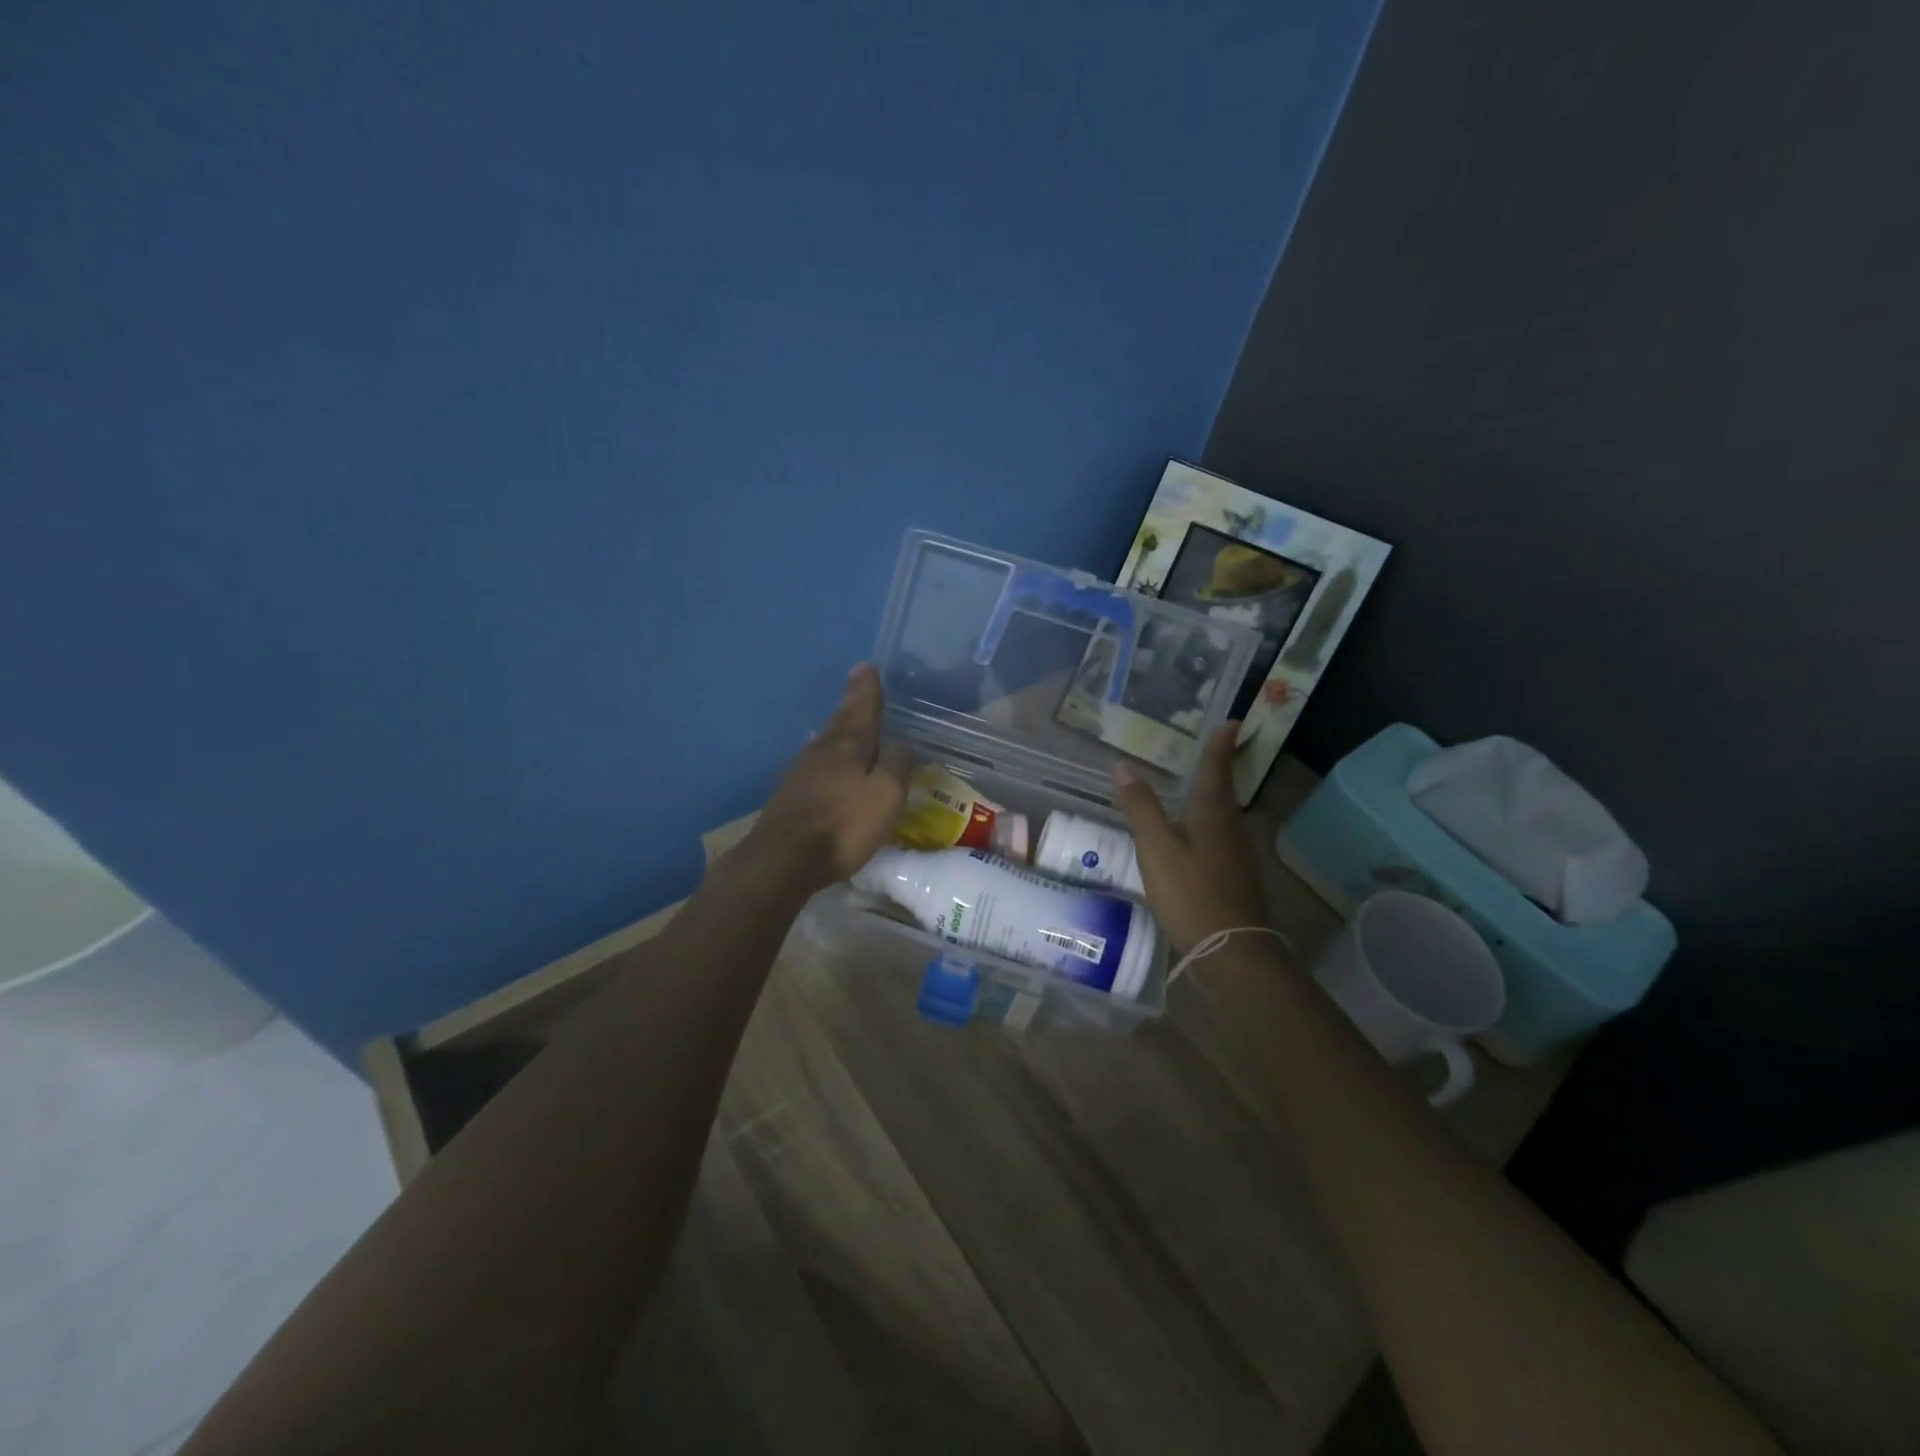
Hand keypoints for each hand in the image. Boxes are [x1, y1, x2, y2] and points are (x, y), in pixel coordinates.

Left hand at [741, 664, 912, 892]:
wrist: (783, 859)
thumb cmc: (843, 826)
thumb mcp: (885, 796)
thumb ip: (897, 766)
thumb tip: (902, 743)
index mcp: (848, 746)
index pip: (863, 709)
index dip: (867, 690)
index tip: (866, 667)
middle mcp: (823, 751)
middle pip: (841, 720)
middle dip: (852, 702)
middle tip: (858, 682)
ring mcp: (802, 772)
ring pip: (827, 740)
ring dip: (839, 727)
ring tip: (847, 718)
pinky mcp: (791, 794)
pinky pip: (816, 762)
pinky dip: (827, 753)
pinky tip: (825, 758)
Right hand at [1111, 724, 1267, 953]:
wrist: (1231, 953)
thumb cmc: (1192, 893)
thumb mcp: (1157, 848)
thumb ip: (1141, 807)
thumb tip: (1124, 765)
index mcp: (1213, 814)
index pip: (1217, 768)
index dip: (1223, 744)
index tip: (1233, 722)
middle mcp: (1230, 828)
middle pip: (1224, 790)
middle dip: (1217, 768)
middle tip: (1206, 749)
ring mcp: (1236, 856)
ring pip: (1222, 816)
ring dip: (1210, 797)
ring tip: (1191, 787)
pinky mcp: (1233, 878)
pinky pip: (1218, 838)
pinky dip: (1204, 825)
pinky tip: (1189, 837)